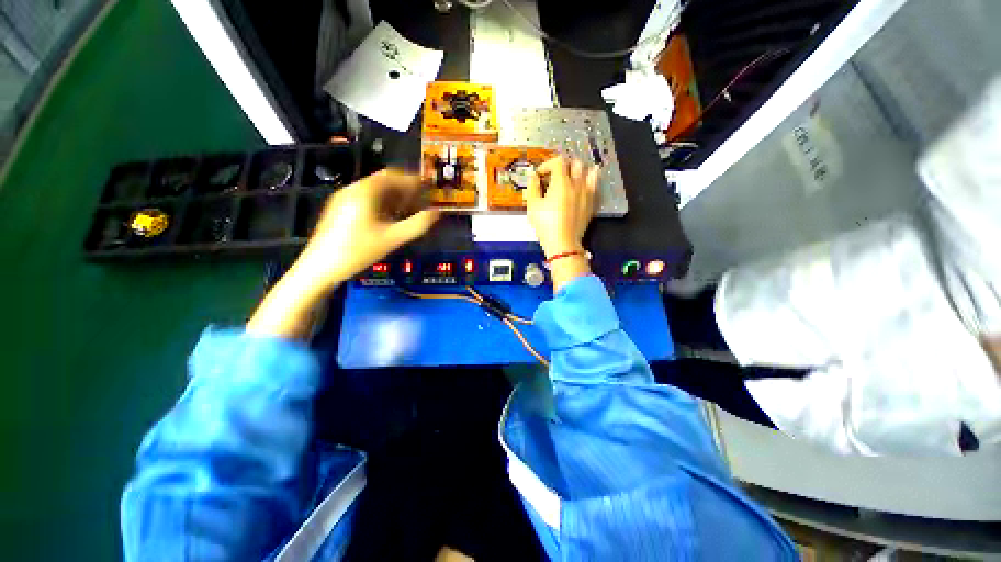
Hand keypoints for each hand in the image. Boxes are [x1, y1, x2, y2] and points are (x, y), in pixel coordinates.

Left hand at [247, 169, 438, 337]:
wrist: (318, 268)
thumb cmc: (355, 252)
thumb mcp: (390, 240)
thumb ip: (416, 225)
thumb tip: (436, 214)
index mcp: (366, 189)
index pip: (395, 175)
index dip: (414, 181)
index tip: (428, 189)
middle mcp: (353, 188)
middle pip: (383, 181)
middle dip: (403, 190)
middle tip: (419, 202)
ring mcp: (341, 199)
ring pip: (372, 191)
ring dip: (391, 198)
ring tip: (404, 213)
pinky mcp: (335, 211)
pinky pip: (361, 200)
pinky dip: (377, 205)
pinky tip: (383, 222)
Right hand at [526, 157, 598, 291]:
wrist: (564, 243)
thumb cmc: (545, 224)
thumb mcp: (532, 205)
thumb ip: (532, 187)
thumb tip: (534, 177)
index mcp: (561, 182)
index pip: (558, 161)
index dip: (547, 164)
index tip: (541, 175)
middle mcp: (577, 184)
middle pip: (575, 163)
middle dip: (564, 164)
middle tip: (556, 173)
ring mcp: (587, 193)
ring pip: (590, 171)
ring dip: (580, 170)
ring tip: (573, 176)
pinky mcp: (592, 202)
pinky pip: (595, 185)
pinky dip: (591, 180)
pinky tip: (584, 184)